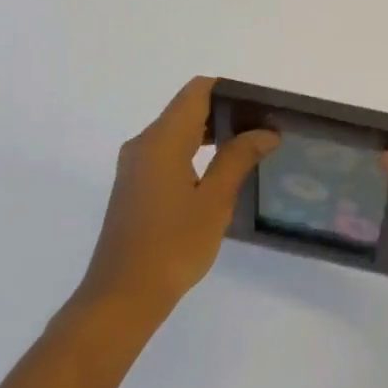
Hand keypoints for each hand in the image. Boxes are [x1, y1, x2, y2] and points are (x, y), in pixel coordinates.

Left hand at [77, 77, 278, 319]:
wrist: (122, 295)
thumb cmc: (173, 245)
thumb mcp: (214, 201)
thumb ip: (238, 159)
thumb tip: (265, 132)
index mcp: (162, 139)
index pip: (197, 91)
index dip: (230, 91)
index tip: (261, 106)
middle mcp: (143, 143)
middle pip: (186, 109)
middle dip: (225, 113)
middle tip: (263, 130)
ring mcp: (134, 165)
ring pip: (176, 132)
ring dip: (210, 134)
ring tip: (248, 149)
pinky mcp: (134, 186)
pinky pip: (167, 153)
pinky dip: (194, 152)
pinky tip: (218, 173)